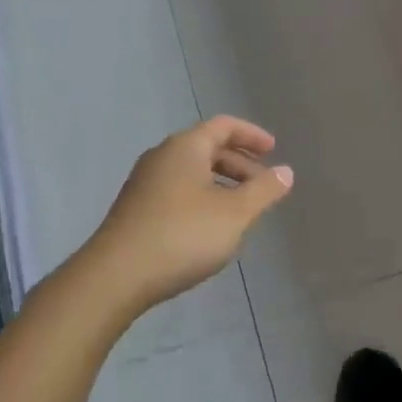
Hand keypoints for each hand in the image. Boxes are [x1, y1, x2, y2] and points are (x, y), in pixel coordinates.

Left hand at [86, 116, 293, 310]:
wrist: (116, 276)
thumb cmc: (183, 235)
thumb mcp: (234, 214)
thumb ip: (264, 190)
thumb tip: (286, 171)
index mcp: (185, 147)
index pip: (224, 126)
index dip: (251, 135)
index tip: (273, 150)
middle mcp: (162, 156)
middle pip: (207, 147)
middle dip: (239, 163)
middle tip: (263, 186)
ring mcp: (144, 183)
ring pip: (192, 171)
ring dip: (221, 183)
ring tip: (241, 210)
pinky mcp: (135, 208)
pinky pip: (177, 190)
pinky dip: (201, 197)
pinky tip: (210, 227)